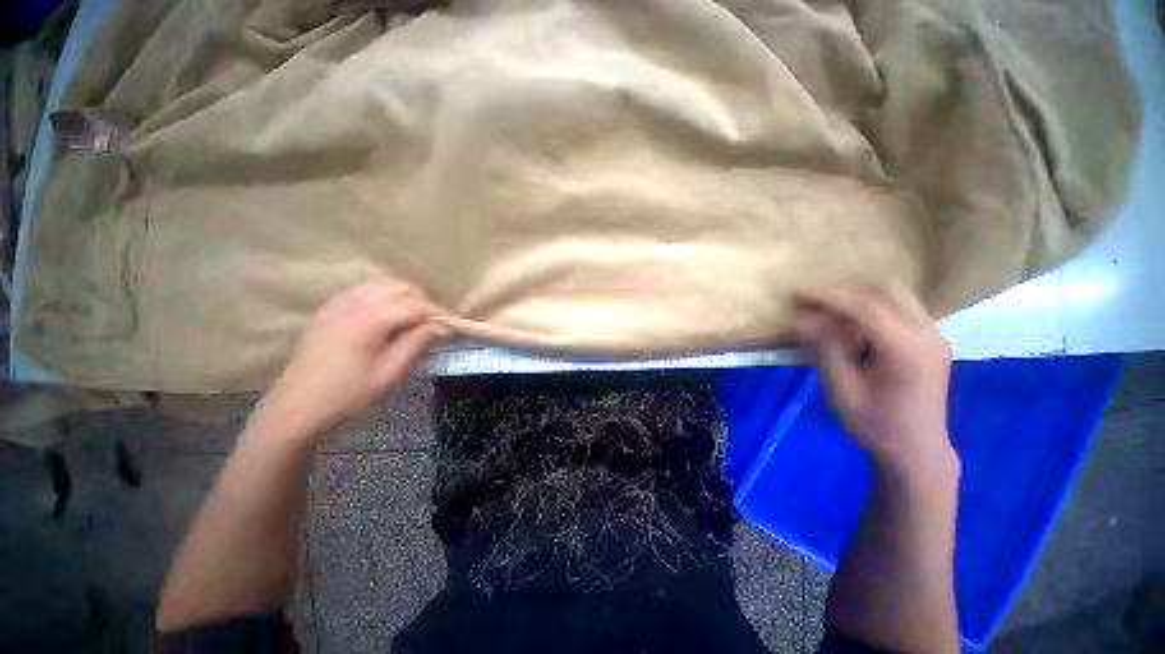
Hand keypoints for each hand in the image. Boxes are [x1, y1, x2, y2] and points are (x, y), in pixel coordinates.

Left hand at [259, 280, 451, 437]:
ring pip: (381, 285)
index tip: (457, 324)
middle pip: (400, 287)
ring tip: (415, 320)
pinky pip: (363, 292)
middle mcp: (352, 303)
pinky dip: (383, 298)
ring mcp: (337, 304)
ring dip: (404, 298)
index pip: (415, 304)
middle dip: (423, 302)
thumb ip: (419, 342)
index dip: (440, 312)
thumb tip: (444, 326)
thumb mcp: (391, 372)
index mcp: (369, 319)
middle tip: (436, 324)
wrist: (297, 408)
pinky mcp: (328, 310)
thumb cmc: (349, 394)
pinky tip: (388, 318)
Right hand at [794, 284, 956, 479]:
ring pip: (897, 296)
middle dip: (847, 293)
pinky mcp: (932, 341)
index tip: (799, 293)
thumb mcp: (841, 390)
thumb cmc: (875, 425)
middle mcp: (928, 335)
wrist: (917, 451)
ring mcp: (935, 336)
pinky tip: (855, 327)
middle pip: (888, 291)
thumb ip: (826, 350)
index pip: (867, 308)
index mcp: (907, 350)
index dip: (829, 297)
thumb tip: (803, 319)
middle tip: (815, 305)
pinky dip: (874, 309)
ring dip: (861, 299)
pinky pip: (902, 308)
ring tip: (832, 314)